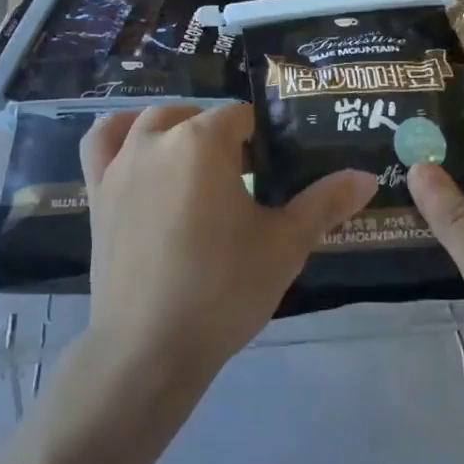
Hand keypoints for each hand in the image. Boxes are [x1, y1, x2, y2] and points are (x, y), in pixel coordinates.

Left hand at [79, 103, 375, 389]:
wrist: (148, 348)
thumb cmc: (223, 290)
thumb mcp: (284, 245)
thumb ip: (325, 203)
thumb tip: (367, 176)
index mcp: (204, 141)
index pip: (242, 117)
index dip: (261, 140)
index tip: (270, 173)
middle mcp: (158, 137)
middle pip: (198, 116)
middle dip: (223, 136)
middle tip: (243, 180)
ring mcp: (121, 162)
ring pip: (152, 121)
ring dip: (178, 129)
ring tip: (198, 161)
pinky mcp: (97, 190)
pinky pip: (101, 141)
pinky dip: (118, 132)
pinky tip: (137, 144)